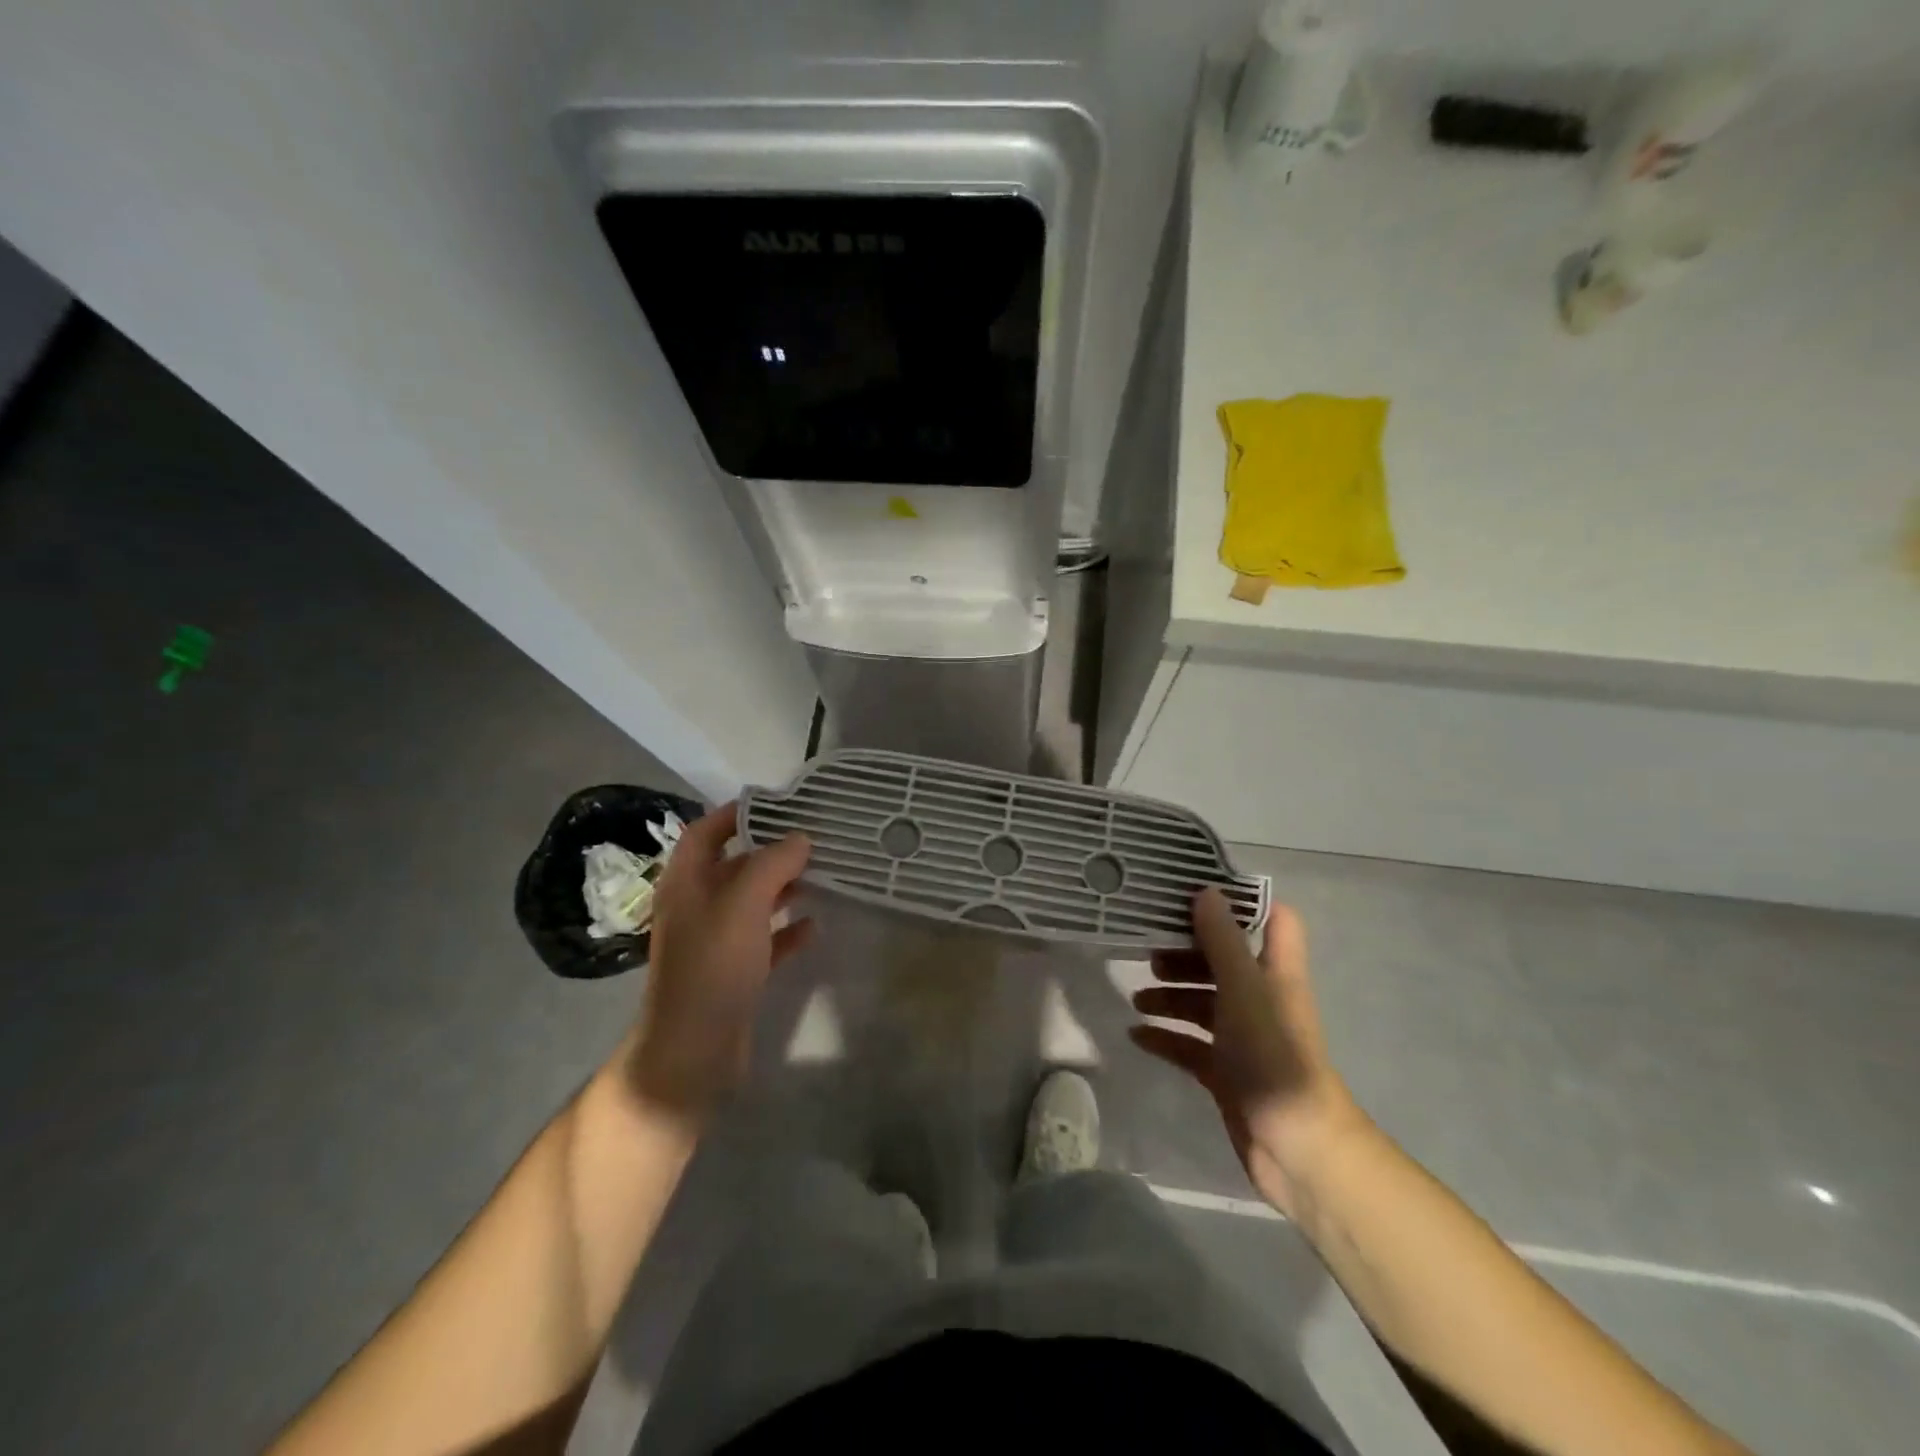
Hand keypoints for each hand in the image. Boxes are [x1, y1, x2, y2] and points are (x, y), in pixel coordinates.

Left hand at [614, 803, 812, 1126]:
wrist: (693, 1051)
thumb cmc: (713, 966)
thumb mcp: (743, 904)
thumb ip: (772, 864)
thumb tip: (800, 838)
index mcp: (686, 884)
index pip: (705, 833)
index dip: (734, 814)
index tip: (775, 804)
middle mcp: (697, 907)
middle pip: (734, 866)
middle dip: (770, 852)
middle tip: (813, 839)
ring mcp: (715, 942)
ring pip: (752, 903)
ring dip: (783, 888)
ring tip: (823, 876)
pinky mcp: (734, 972)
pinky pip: (765, 940)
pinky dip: (788, 930)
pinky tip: (815, 926)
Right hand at [1130, 889, 1366, 1217]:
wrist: (1299, 1148)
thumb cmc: (1274, 1055)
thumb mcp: (1243, 989)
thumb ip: (1222, 940)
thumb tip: (1205, 892)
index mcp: (1275, 972)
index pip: (1272, 920)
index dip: (1242, 903)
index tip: (1197, 893)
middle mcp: (1260, 998)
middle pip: (1224, 960)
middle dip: (1187, 952)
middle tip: (1149, 950)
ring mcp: (1243, 1037)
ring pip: (1203, 1002)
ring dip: (1171, 995)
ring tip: (1138, 996)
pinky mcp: (1227, 1072)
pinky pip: (1190, 1045)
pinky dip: (1166, 1037)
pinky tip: (1136, 1035)